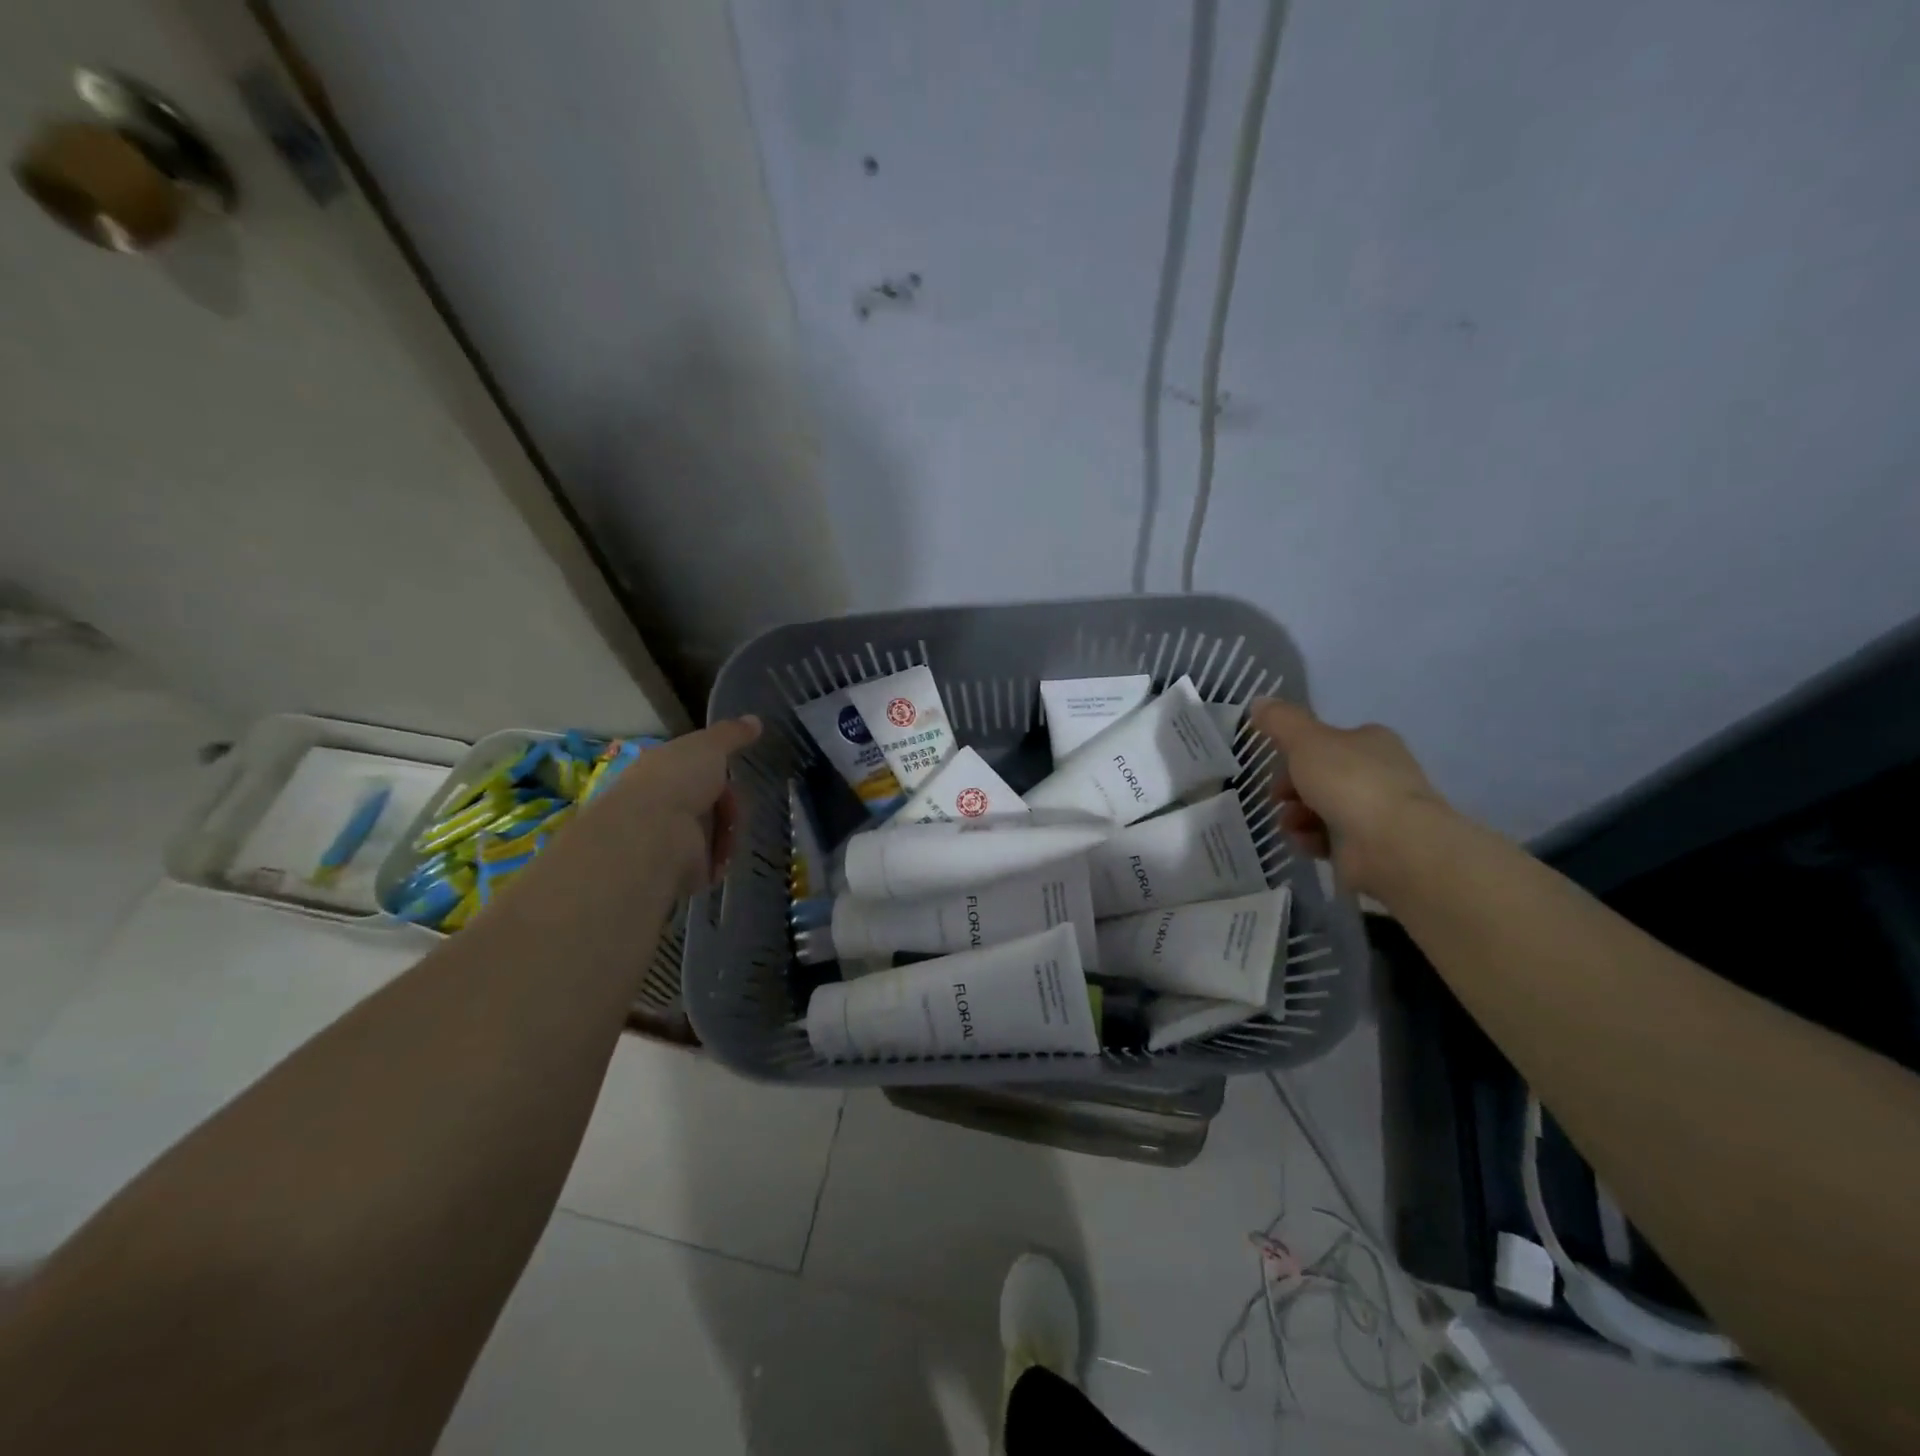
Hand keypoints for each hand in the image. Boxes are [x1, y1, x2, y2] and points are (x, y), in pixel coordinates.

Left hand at [580, 716, 761, 895]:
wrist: (654, 836)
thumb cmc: (677, 781)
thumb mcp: (709, 746)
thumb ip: (732, 734)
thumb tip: (755, 719)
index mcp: (660, 770)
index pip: (693, 768)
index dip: (716, 770)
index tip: (734, 772)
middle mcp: (659, 802)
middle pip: (707, 802)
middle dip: (727, 806)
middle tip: (736, 808)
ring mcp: (666, 837)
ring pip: (712, 832)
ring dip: (726, 833)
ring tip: (730, 835)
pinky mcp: (676, 869)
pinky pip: (710, 863)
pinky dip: (720, 859)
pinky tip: (723, 856)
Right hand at [1248, 699, 1445, 897]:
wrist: (1391, 845)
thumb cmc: (1349, 782)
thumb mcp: (1306, 741)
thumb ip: (1280, 721)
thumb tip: (1258, 701)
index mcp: (1371, 742)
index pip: (1329, 741)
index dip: (1297, 751)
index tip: (1275, 763)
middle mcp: (1379, 773)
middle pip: (1322, 776)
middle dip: (1292, 788)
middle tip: (1277, 797)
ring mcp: (1377, 812)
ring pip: (1324, 809)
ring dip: (1297, 815)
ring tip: (1290, 825)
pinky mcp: (1372, 847)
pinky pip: (1332, 839)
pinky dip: (1313, 840)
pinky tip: (1306, 843)